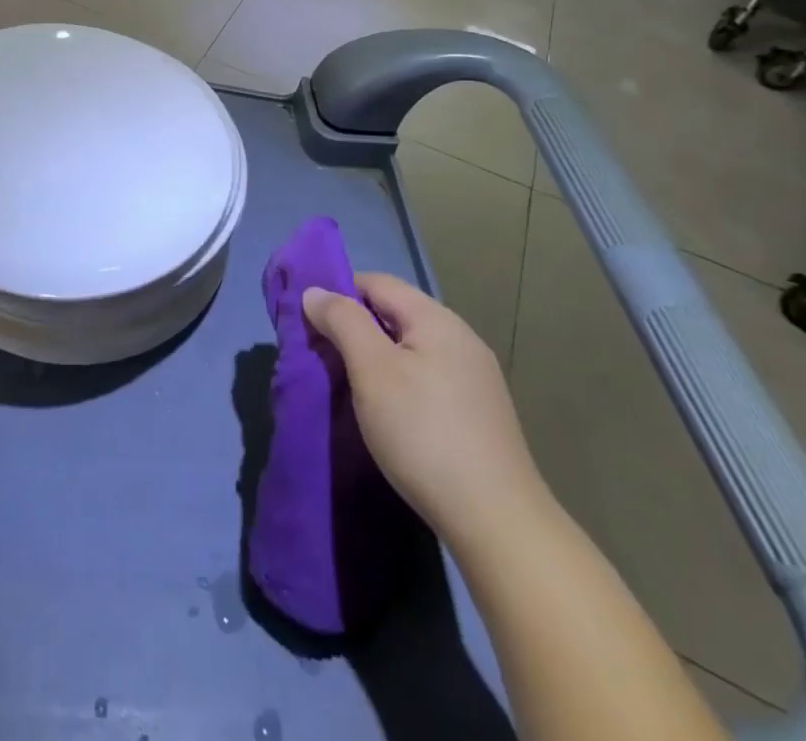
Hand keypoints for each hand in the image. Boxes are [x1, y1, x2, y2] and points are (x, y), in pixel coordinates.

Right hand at [303, 273, 545, 540]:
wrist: (497, 522)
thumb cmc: (424, 433)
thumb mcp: (372, 370)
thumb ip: (342, 321)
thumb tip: (315, 291)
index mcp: (436, 319)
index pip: (377, 282)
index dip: (338, 293)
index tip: (308, 322)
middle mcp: (461, 338)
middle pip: (395, 313)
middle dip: (355, 327)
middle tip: (321, 356)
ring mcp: (475, 377)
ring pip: (411, 347)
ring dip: (376, 356)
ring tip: (349, 385)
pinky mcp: (479, 412)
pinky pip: (427, 376)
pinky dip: (399, 381)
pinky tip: (388, 412)